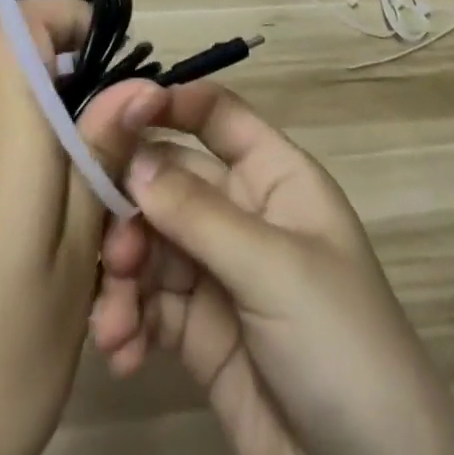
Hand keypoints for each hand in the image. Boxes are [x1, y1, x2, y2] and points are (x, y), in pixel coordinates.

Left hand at [0, 0, 162, 454]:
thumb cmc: (5, 357)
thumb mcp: (76, 259)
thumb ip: (100, 158)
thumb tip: (138, 83)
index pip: (14, 24)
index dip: (60, 16)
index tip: (104, 50)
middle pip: (23, 86)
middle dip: (78, 118)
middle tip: (118, 195)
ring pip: (9, 132)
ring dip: (54, 164)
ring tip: (88, 252)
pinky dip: (21, 186)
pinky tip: (38, 265)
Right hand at [91, 84, 453, 454]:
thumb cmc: (344, 350)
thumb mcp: (274, 272)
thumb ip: (197, 213)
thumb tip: (130, 158)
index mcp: (275, 179)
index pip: (215, 115)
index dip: (167, 104)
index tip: (112, 116)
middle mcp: (242, 215)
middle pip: (169, 180)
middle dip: (132, 209)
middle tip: (109, 249)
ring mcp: (219, 274)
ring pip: (151, 244)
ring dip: (123, 274)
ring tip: (115, 317)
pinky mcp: (200, 334)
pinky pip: (149, 305)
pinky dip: (128, 319)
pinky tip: (121, 349)